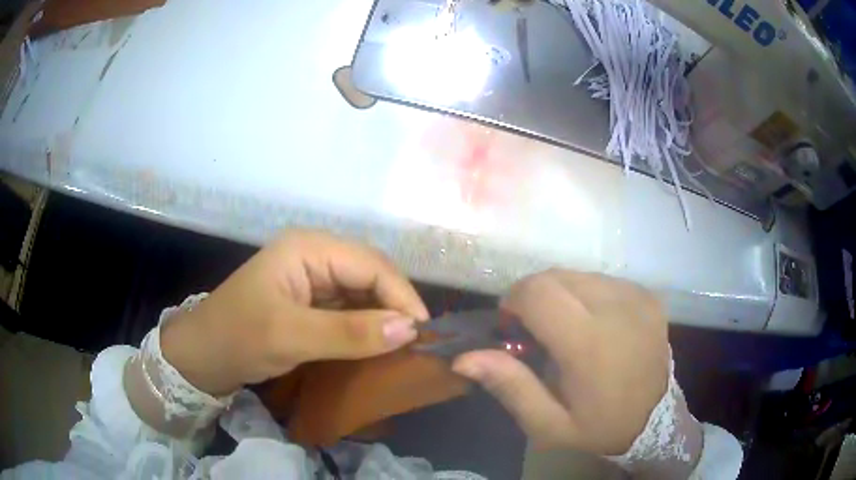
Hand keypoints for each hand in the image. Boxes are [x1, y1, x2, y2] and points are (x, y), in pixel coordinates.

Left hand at [161, 230, 429, 395]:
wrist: (203, 356)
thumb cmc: (238, 337)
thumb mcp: (291, 336)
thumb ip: (350, 332)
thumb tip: (411, 329)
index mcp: (308, 247)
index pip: (371, 264)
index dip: (402, 296)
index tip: (424, 333)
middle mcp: (314, 254)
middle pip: (371, 273)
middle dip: (396, 305)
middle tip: (419, 342)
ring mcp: (312, 276)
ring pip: (364, 291)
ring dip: (384, 316)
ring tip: (406, 345)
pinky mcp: (311, 299)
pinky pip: (350, 307)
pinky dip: (368, 325)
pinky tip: (379, 343)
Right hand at [452, 269, 669, 455]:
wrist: (655, 418)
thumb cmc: (599, 426)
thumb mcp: (548, 424)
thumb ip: (510, 387)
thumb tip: (464, 358)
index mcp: (590, 344)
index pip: (538, 292)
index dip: (514, 301)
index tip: (513, 328)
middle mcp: (617, 308)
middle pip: (555, 277)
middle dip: (534, 297)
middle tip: (537, 332)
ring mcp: (636, 297)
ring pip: (577, 275)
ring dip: (561, 296)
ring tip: (567, 329)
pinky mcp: (647, 295)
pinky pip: (602, 280)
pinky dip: (586, 295)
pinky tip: (594, 324)